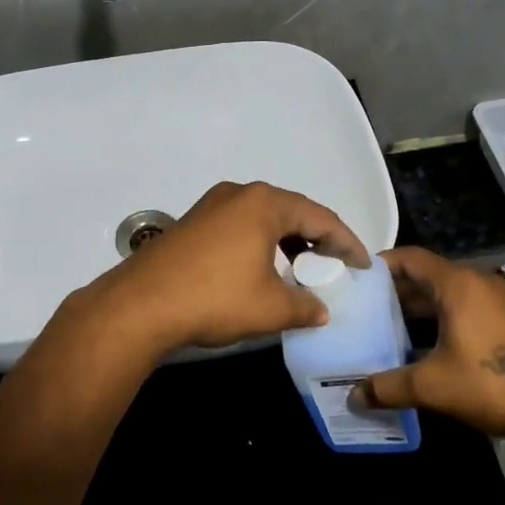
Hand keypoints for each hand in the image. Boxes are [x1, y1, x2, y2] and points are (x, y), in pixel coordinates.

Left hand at [76, 181, 370, 357]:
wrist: (141, 304)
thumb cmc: (215, 298)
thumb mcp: (271, 308)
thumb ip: (305, 307)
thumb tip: (320, 311)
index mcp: (264, 203)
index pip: (321, 217)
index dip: (347, 242)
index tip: (364, 265)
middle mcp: (239, 193)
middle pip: (291, 211)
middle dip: (317, 238)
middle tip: (336, 265)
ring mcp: (211, 205)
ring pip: (263, 218)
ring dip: (287, 242)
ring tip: (303, 269)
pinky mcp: (192, 222)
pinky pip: (239, 226)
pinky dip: (260, 243)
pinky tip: (262, 269)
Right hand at [354, 246, 504, 438]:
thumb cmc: (492, 383)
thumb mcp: (432, 386)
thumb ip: (388, 387)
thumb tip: (353, 396)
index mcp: (457, 284)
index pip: (409, 257)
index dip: (380, 265)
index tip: (354, 280)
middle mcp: (477, 283)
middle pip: (426, 275)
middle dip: (394, 291)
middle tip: (362, 309)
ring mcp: (496, 302)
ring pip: (446, 294)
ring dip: (417, 308)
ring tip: (385, 329)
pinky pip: (463, 309)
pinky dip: (439, 320)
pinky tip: (422, 347)